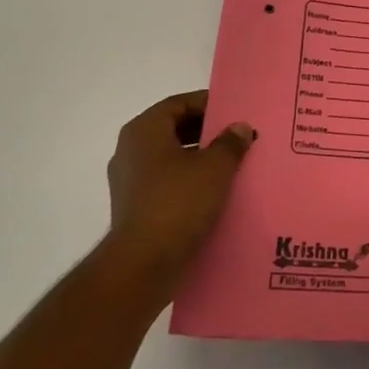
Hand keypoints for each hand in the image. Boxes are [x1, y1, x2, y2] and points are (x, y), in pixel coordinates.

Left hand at [103, 91, 254, 307]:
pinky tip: (215, 192)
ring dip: (200, 158)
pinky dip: (189, 181)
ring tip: (233, 164)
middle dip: (207, 132)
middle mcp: (130, 150)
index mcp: (144, 131)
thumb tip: (239, 128)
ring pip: (171, 157)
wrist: (143, 265)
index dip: (208, 104)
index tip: (235, 112)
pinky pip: (167, 182)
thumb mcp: (214, 168)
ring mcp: (129, 180)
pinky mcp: (135, 207)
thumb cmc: (178, 204)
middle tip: (239, 136)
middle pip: (174, 129)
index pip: (179, 103)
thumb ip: (230, 143)